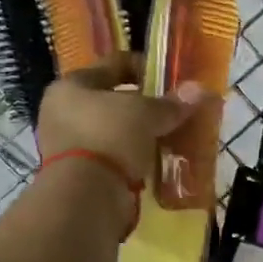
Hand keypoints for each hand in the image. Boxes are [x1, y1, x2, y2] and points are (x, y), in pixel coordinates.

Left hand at [36, 53, 203, 182]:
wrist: (86, 196)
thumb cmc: (110, 136)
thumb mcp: (146, 114)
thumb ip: (171, 104)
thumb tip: (200, 90)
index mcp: (71, 86)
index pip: (112, 65)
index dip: (143, 67)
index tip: (169, 78)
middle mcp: (62, 112)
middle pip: (111, 101)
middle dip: (142, 107)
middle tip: (171, 112)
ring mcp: (67, 146)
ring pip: (112, 131)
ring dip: (138, 135)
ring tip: (167, 139)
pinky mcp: (78, 175)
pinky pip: (112, 158)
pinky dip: (132, 159)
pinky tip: (154, 162)